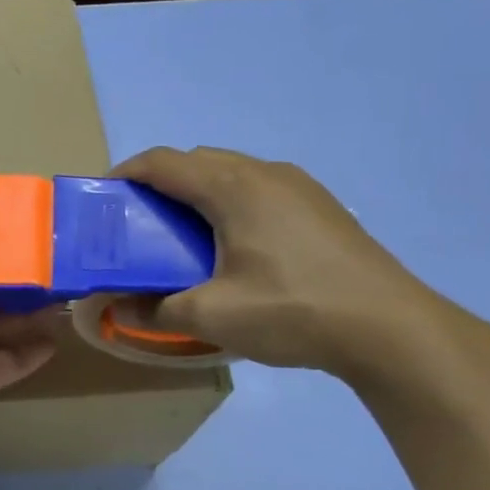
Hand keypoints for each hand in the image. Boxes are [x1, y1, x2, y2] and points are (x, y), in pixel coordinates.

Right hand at [111, 146, 477, 381]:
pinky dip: (230, 206)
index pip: (162, 162)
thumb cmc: (291, 310)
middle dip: (159, 186)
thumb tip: (117, 309)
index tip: (101, 201)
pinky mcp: (320, 207)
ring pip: (231, 175)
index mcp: (232, 187)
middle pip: (196, 162)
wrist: (388, 327)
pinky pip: (259, 191)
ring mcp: (299, 186)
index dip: (124, 174)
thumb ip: (154, 310)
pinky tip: (235, 249)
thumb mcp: (211, 316)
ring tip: (183, 240)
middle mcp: (264, 173)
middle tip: (139, 227)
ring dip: (198, 195)